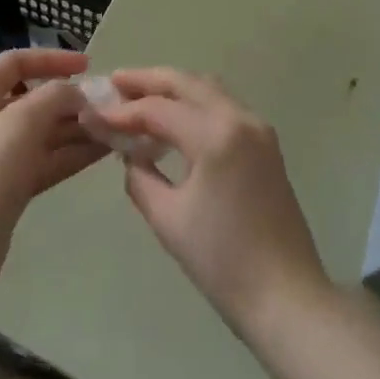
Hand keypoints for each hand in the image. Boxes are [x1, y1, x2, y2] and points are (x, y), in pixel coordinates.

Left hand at [0, 49, 107, 305]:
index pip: (15, 62)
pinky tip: (103, 151)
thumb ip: (53, 97)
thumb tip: (76, 93)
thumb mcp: (20, 123)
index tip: (87, 64)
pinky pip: (46, 160)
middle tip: (107, 103)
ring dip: (77, 128)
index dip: (51, 59)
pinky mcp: (9, 187)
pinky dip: (71, 154)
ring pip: (43, 132)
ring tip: (116, 126)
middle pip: (33, 98)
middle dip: (70, 99)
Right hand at [94, 69, 329, 333]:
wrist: (287, 298)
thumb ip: (140, 176)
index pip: (159, 109)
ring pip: (207, 89)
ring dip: (172, 88)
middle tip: (114, 83)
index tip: (93, 116)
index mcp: (216, 135)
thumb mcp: (168, 219)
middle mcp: (240, 118)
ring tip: (138, 97)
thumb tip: (129, 153)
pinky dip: (194, 104)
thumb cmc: (223, 262)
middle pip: (186, 83)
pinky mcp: (265, 143)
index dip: (122, 112)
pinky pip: (222, 106)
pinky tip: (172, 121)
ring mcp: (257, 128)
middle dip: (147, 80)